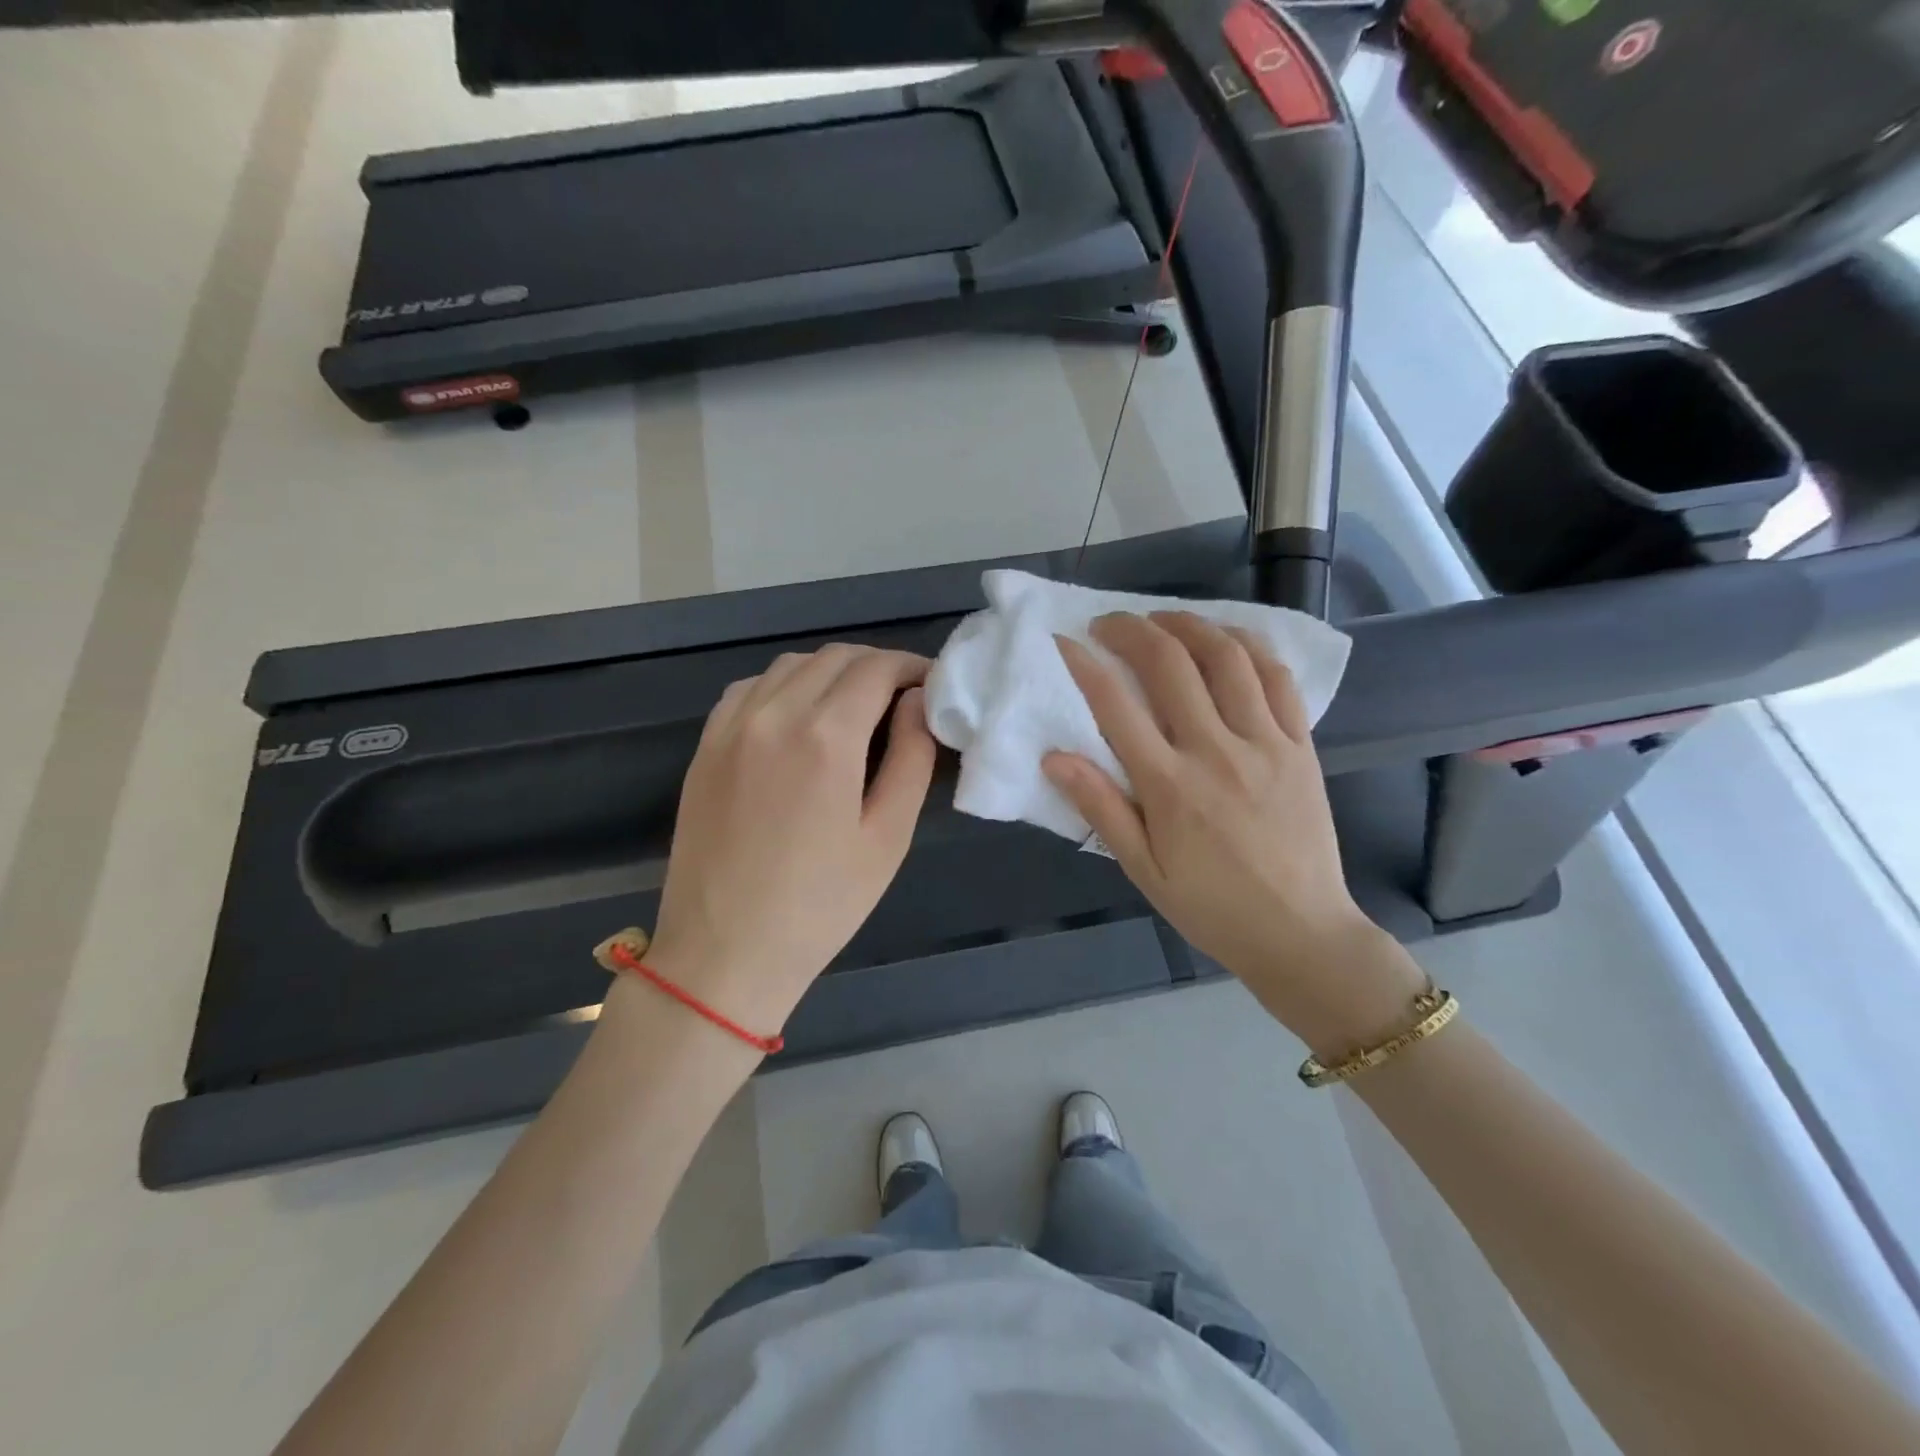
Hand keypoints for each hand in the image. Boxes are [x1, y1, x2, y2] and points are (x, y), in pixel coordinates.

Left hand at [641, 645, 936, 1037]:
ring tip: (856, 706)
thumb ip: (911, 758)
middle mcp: (773, 714)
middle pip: (835, 657)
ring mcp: (731, 727)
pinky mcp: (705, 746)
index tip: (932, 685)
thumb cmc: (819, 905)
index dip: (912, 667)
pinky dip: (785, 685)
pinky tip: (799, 717)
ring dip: (832, 671)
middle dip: (877, 666)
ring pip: (791, 665)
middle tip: (904, 698)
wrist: (723, 953)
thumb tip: (918, 702)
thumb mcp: (887, 837)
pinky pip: (750, 688)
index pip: (876, 668)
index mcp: (824, 737)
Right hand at [1043, 612, 1425, 1056]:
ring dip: (1188, 625)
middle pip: (1169, 664)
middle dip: (1131, 630)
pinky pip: (1277, 678)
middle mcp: (1215, 751)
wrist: (1301, 933)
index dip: (1084, 664)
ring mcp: (1265, 743)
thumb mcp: (1142, 870)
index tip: (1065, 641)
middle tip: (1108, 623)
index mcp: (1169, 786)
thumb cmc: (1211, 907)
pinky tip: (1226, 639)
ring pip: (1226, 657)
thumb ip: (1100, 808)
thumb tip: (1054, 757)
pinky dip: (1248, 646)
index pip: (1115, 705)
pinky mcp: (1300, 745)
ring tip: (1161, 619)